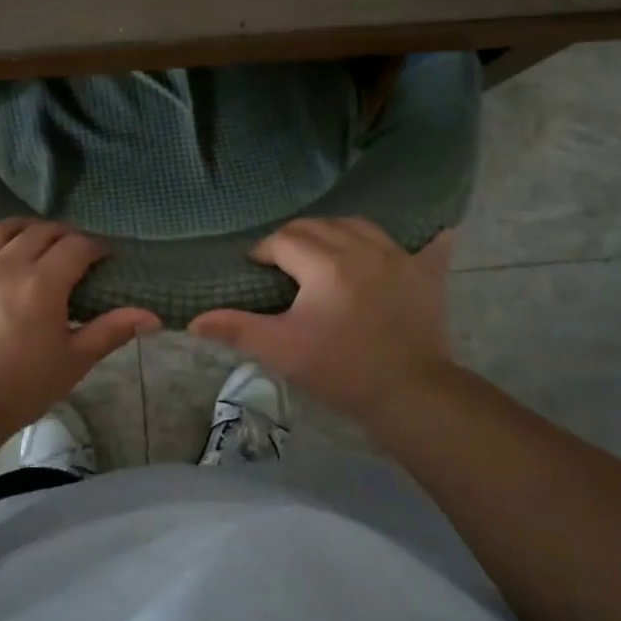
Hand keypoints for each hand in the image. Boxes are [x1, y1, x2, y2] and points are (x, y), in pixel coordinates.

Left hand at [0, 219, 159, 432]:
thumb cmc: (21, 387)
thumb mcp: (74, 361)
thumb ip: (111, 331)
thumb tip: (153, 316)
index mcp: (42, 281)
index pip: (76, 247)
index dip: (95, 247)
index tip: (104, 257)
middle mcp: (5, 264)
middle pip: (38, 232)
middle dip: (61, 234)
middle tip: (72, 249)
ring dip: (16, 228)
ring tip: (26, 236)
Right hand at [188, 218, 455, 420]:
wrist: (412, 394)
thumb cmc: (341, 371)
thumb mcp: (282, 350)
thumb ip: (237, 329)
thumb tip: (194, 321)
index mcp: (325, 263)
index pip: (283, 240)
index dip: (264, 252)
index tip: (256, 271)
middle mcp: (362, 248)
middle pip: (317, 226)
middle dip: (294, 239)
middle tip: (283, 266)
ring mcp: (398, 256)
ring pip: (357, 225)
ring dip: (335, 233)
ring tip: (324, 255)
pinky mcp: (425, 273)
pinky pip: (423, 242)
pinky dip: (415, 237)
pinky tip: (417, 238)